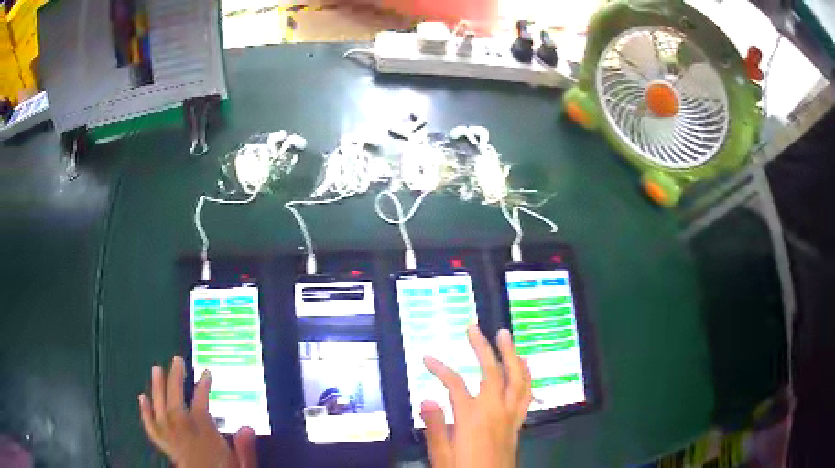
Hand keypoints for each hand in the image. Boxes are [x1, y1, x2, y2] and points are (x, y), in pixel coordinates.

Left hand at [138, 357, 256, 467]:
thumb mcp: (242, 466)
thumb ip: (244, 448)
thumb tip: (247, 426)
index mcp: (205, 443)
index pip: (200, 410)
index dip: (202, 389)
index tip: (207, 372)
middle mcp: (185, 440)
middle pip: (176, 407)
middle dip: (175, 382)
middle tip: (177, 360)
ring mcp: (173, 443)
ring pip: (161, 414)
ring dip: (157, 391)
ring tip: (156, 369)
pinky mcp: (166, 448)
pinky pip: (152, 431)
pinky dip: (145, 413)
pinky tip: (142, 397)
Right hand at [421, 325, 531, 467]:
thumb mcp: (441, 455)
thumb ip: (435, 427)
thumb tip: (428, 397)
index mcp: (472, 418)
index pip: (455, 384)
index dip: (440, 368)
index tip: (427, 358)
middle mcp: (495, 411)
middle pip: (492, 372)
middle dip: (483, 347)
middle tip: (474, 328)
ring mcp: (510, 416)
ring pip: (516, 379)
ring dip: (511, 355)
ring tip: (506, 337)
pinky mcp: (517, 423)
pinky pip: (526, 394)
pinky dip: (526, 376)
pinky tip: (523, 366)